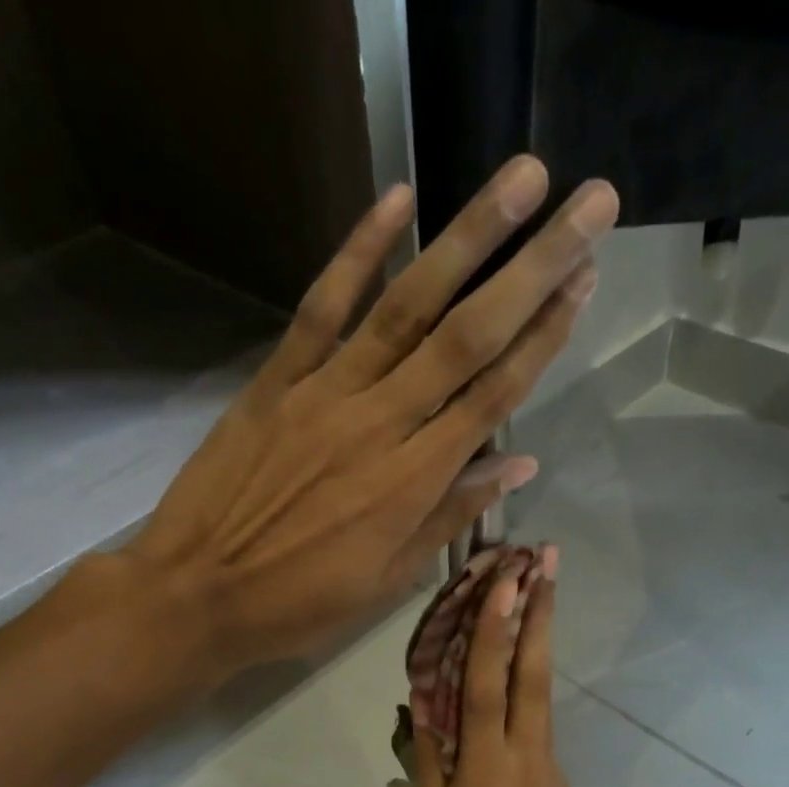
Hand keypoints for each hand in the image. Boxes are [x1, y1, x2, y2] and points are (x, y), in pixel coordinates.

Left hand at [124, 157, 617, 678]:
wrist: (198, 593)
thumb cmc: (300, 604)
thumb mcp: (388, 580)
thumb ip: (450, 516)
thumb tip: (517, 465)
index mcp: (413, 482)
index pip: (493, 396)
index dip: (544, 338)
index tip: (585, 284)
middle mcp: (380, 423)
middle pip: (468, 337)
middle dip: (534, 268)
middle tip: (591, 206)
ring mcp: (325, 393)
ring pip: (407, 307)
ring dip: (467, 238)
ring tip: (521, 179)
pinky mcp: (276, 380)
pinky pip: (322, 307)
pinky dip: (357, 252)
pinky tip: (397, 199)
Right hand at [409, 547, 577, 786]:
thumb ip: (431, 770)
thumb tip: (425, 713)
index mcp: (487, 772)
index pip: (488, 688)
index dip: (495, 631)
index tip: (508, 581)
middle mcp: (525, 760)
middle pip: (533, 676)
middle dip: (541, 615)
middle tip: (549, 561)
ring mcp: (547, 772)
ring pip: (541, 697)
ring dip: (540, 643)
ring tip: (541, 595)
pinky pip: (537, 727)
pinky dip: (527, 690)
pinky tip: (515, 676)